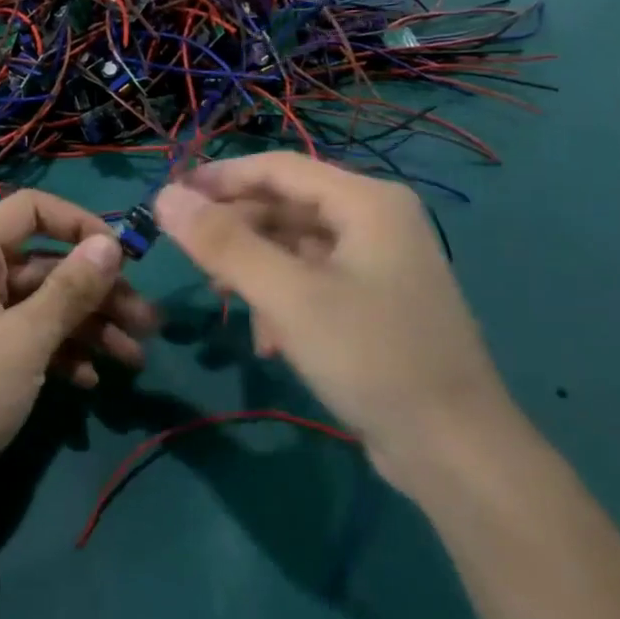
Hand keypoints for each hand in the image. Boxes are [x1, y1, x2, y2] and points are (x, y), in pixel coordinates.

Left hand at [0, 190, 157, 528]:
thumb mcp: (25, 340)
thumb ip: (71, 289)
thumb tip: (111, 243)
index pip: (30, 209)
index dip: (79, 223)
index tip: (123, 256)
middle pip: (45, 265)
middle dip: (98, 292)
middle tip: (149, 323)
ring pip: (42, 306)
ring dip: (89, 327)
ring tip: (135, 358)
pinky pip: (28, 338)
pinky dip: (60, 353)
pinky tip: (90, 381)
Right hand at [152, 153, 511, 489]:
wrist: (455, 451)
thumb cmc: (371, 357)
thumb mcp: (287, 296)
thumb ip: (223, 243)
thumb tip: (164, 196)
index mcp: (366, 202)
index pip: (276, 168)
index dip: (218, 178)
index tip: (168, 198)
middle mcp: (376, 220)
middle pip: (285, 205)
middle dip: (236, 231)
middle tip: (191, 257)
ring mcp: (379, 262)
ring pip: (295, 246)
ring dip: (255, 270)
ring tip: (224, 300)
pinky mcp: (376, 302)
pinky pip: (312, 280)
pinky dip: (282, 299)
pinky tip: (269, 340)